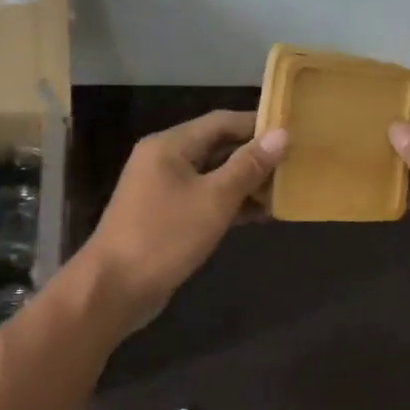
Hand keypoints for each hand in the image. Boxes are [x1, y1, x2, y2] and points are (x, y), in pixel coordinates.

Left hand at [71, 110, 288, 330]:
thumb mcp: (214, 199)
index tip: (293, 132)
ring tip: (285, 191)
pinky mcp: (167, 217)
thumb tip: (281, 134)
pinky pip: (205, 200)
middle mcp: (165, 160)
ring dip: (246, 183)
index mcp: (170, 145)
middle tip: (295, 164)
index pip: (221, 121)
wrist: (114, 288)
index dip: (257, 124)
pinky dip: (231, 204)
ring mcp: (164, 190)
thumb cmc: (165, 236)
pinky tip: (261, 215)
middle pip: (217, 147)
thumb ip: (248, 166)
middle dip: (255, 156)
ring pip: (213, 176)